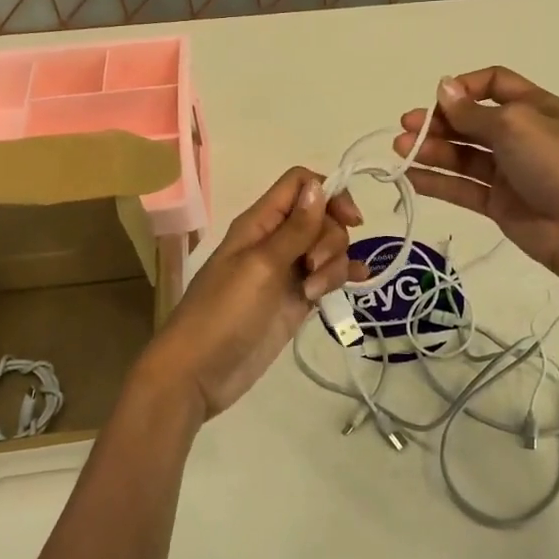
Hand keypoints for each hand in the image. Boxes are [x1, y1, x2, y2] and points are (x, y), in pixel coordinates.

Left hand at [139, 167, 364, 420]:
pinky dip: (343, 276)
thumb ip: (294, 229)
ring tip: (312, 293)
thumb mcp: (261, 266)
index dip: (328, 193)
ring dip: (333, 265)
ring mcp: (287, 271)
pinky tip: (358, 282)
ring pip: (327, 248)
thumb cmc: (223, 312)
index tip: (350, 220)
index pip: (300, 184)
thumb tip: (318, 185)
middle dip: (330, 238)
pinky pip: (327, 277)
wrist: (199, 373)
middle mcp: (275, 240)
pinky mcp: (296, 300)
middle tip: (312, 267)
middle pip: (321, 217)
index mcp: (260, 223)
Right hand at [394, 67, 558, 279]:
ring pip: (463, 155)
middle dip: (439, 121)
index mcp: (535, 107)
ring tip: (401, 150)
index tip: (438, 98)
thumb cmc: (558, 164)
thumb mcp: (515, 125)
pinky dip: (437, 180)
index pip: (495, 84)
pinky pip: (463, 187)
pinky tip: (411, 175)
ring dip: (431, 149)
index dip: (465, 87)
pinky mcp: (499, 204)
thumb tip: (443, 87)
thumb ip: (473, 111)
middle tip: (407, 126)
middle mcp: (521, 135)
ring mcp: (510, 171)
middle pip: (472, 121)